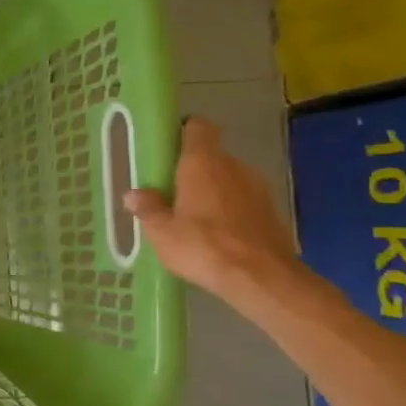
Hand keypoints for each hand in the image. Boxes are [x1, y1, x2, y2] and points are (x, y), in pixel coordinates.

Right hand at [124, 116, 296, 299]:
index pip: (198, 127)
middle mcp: (233, 167)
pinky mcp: (271, 211)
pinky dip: (229, 210)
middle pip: (211, 156)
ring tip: (192, 219)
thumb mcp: (162, 233)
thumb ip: (148, 209)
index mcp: (203, 163)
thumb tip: (133, 193)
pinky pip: (243, 200)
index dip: (183, 131)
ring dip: (211, 192)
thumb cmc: (204, 247)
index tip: (167, 148)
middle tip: (170, 193)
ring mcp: (258, 188)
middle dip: (191, 171)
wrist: (262, 279)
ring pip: (228, 179)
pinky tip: (217, 236)